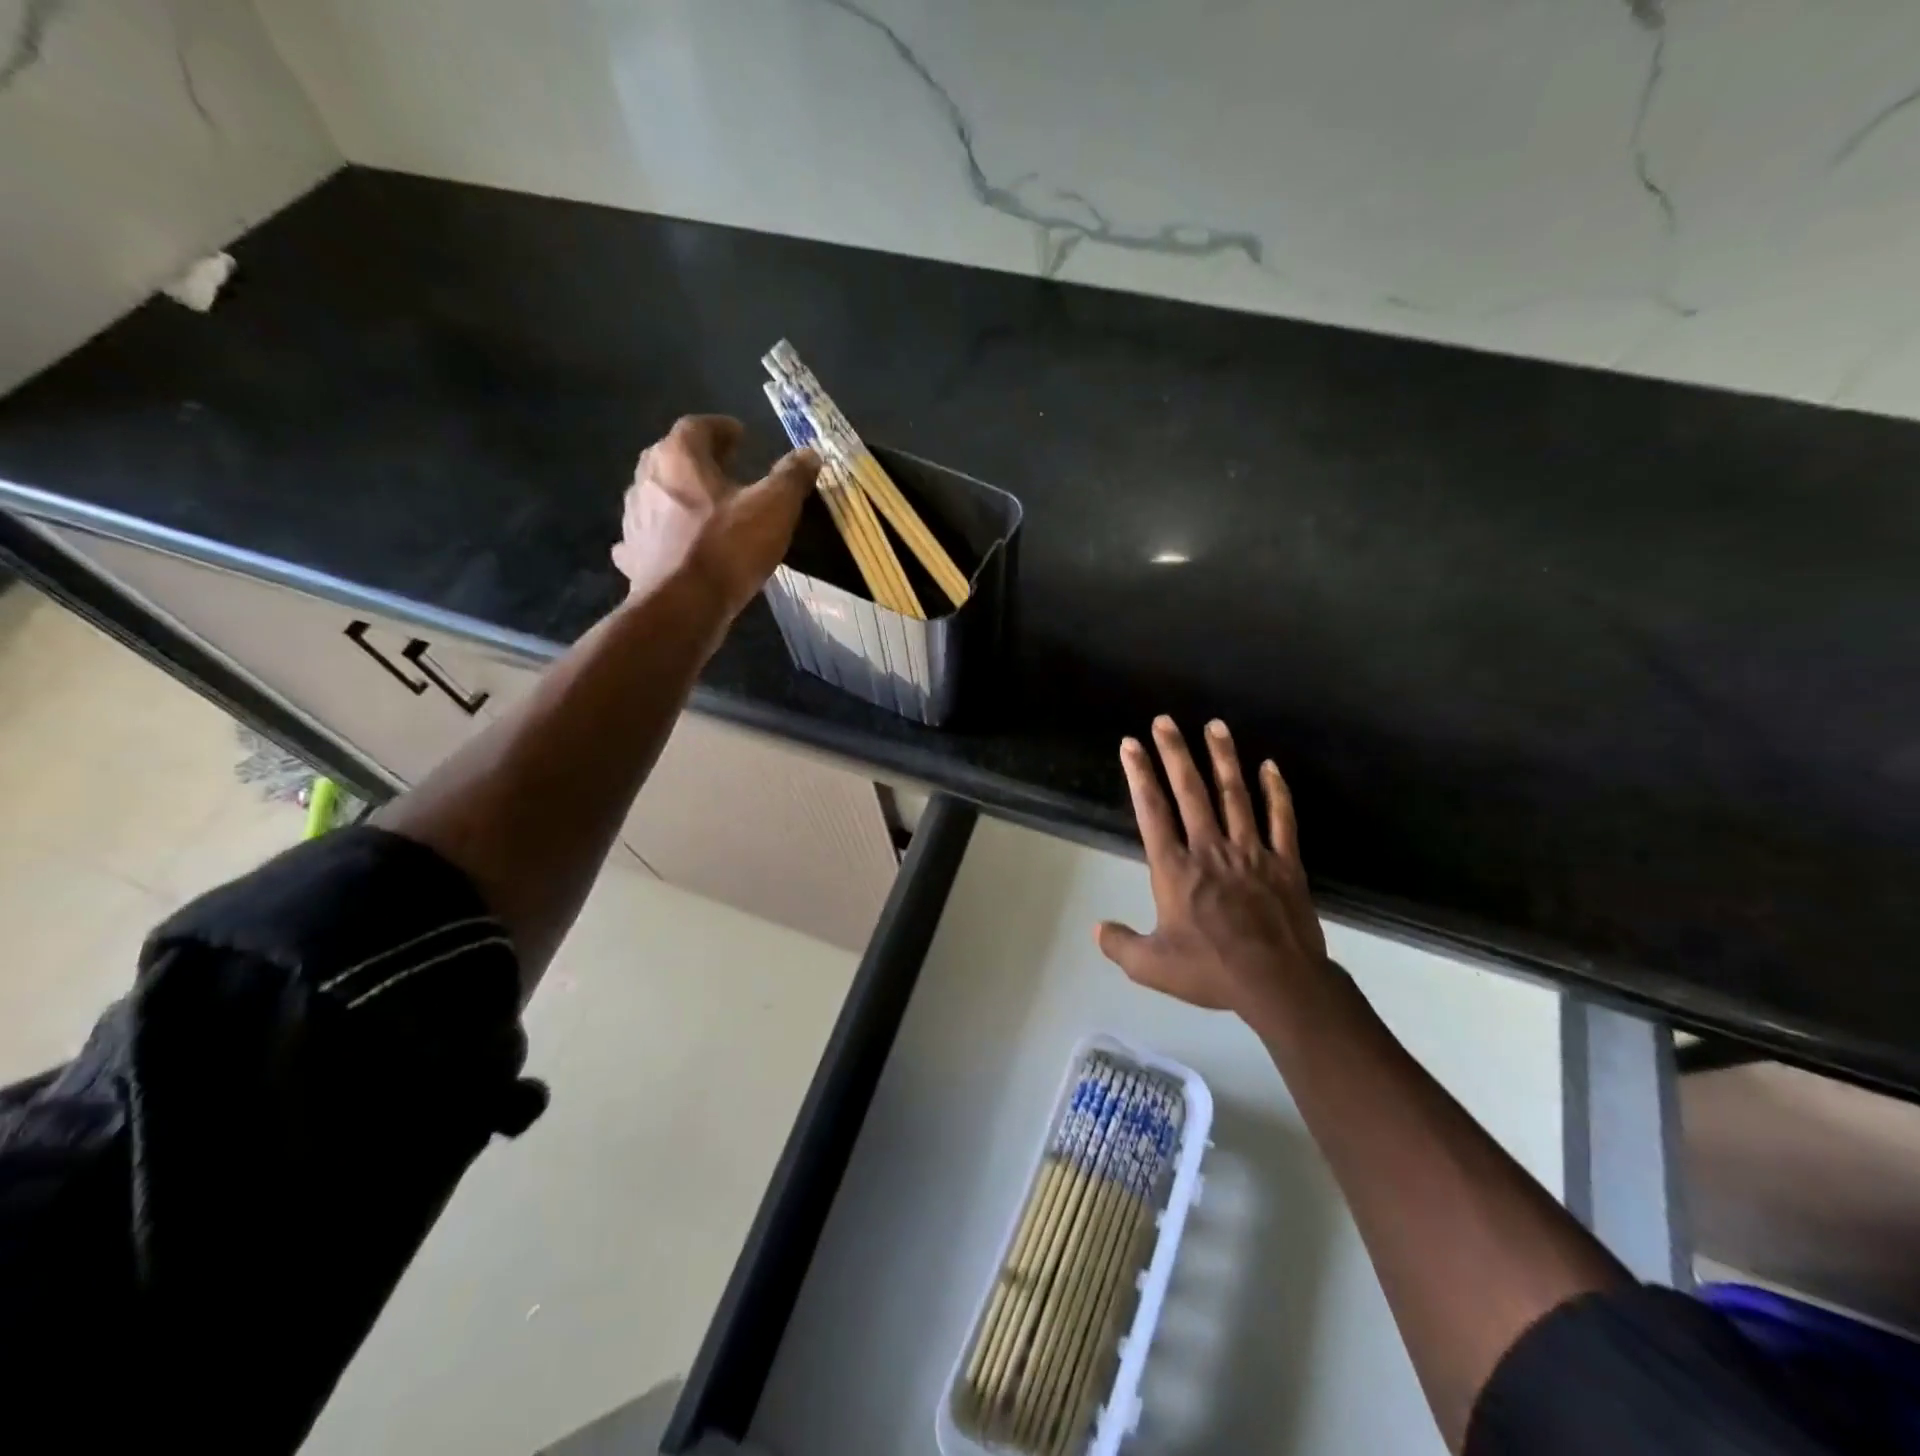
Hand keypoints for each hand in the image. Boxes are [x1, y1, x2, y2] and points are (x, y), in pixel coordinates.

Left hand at [611, 415, 819, 617]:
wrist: (683, 606)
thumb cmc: (729, 548)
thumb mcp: (774, 508)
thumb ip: (791, 477)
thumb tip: (809, 454)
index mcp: (678, 457)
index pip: (697, 426)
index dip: (721, 428)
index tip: (741, 436)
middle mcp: (647, 478)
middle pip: (670, 456)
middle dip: (697, 459)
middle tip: (723, 468)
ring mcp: (633, 517)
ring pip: (655, 494)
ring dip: (678, 495)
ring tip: (704, 507)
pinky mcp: (631, 554)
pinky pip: (644, 535)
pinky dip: (658, 534)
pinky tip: (671, 544)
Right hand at [1096, 716, 1328, 1027]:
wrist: (1278, 983)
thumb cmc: (1211, 971)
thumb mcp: (1152, 967)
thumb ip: (1120, 944)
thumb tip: (1097, 928)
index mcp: (1176, 869)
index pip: (1152, 811)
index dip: (1139, 775)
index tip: (1130, 745)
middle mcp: (1210, 849)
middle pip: (1190, 791)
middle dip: (1175, 753)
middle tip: (1165, 720)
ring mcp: (1251, 852)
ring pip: (1235, 795)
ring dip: (1223, 758)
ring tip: (1215, 725)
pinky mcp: (1285, 863)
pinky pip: (1282, 819)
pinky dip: (1277, 791)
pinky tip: (1270, 766)